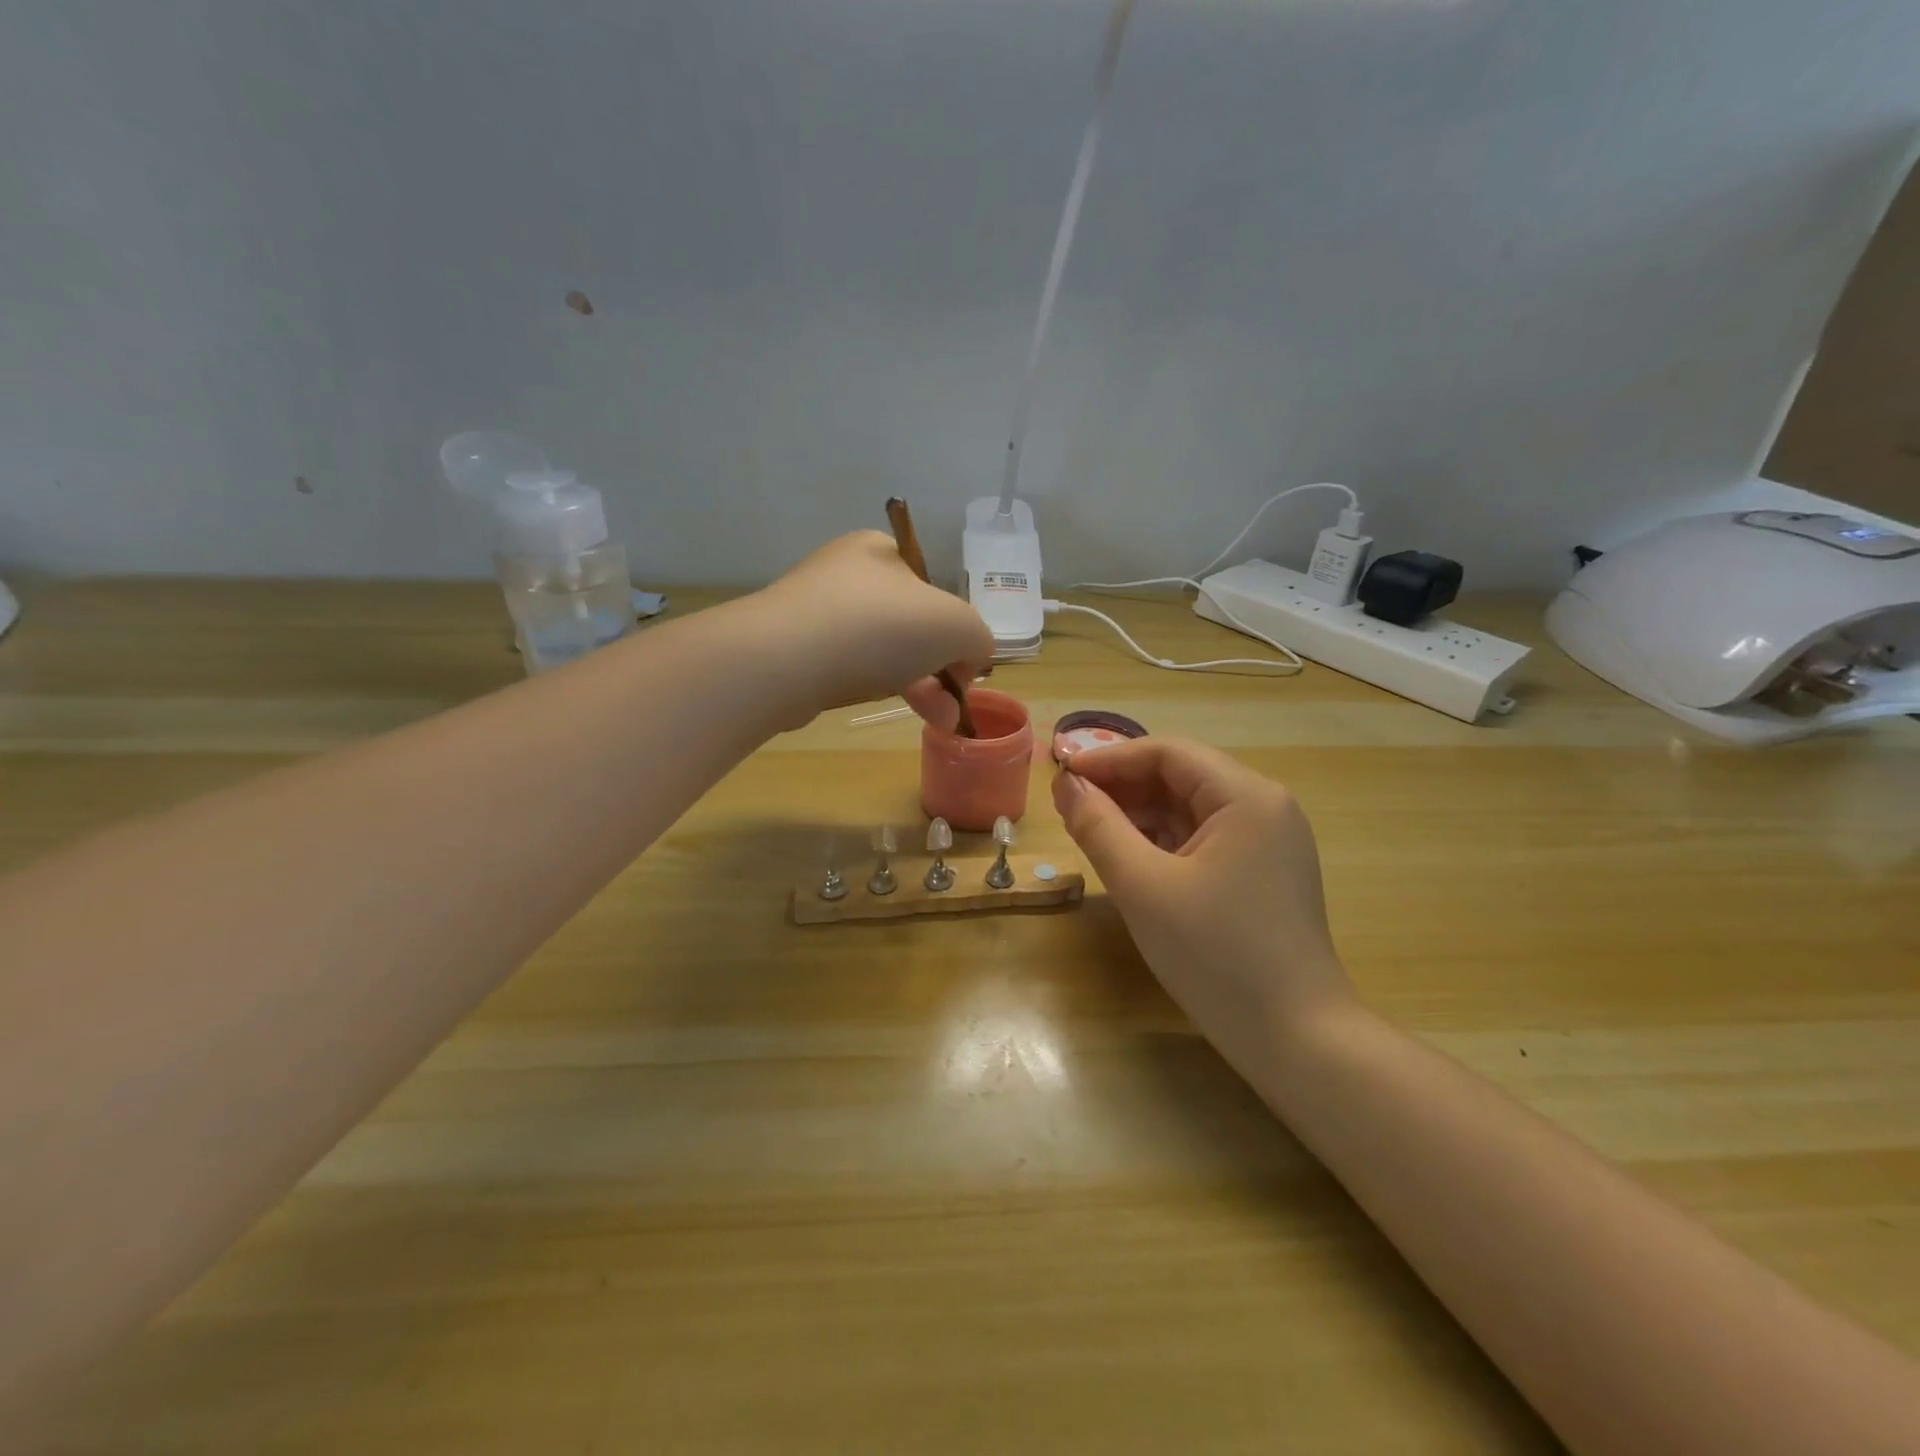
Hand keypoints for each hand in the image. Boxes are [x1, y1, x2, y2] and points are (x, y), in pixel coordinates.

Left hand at [756, 531, 993, 723]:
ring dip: (916, 685)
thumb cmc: (880, 626)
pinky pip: (847, 667)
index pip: (932, 589)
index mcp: (880, 551)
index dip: (956, 630)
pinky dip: (873, 686)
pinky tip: (885, 704)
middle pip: (909, 624)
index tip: (964, 670)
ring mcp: (814, 611)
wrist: (784, 660)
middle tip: (953, 705)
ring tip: (938, 722)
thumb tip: (969, 658)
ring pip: (881, 650)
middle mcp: (845, 573)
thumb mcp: (957, 625)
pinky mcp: (793, 649)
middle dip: (940, 668)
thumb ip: (977, 636)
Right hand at [1053, 737, 1355, 1072]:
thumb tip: (1066, 786)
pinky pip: (1203, 839)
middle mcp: (1264, 808)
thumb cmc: (1216, 955)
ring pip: (1190, 809)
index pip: (1168, 753)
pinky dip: (1162, 841)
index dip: (1110, 758)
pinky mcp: (1262, 874)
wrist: (1296, 1041)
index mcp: (1247, 797)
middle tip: (1069, 805)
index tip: (1062, 775)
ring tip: (1089, 830)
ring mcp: (1268, 843)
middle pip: (1181, 777)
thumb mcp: (1143, 886)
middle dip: (1122, 787)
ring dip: (1139, 814)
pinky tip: (1128, 857)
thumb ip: (1098, 827)